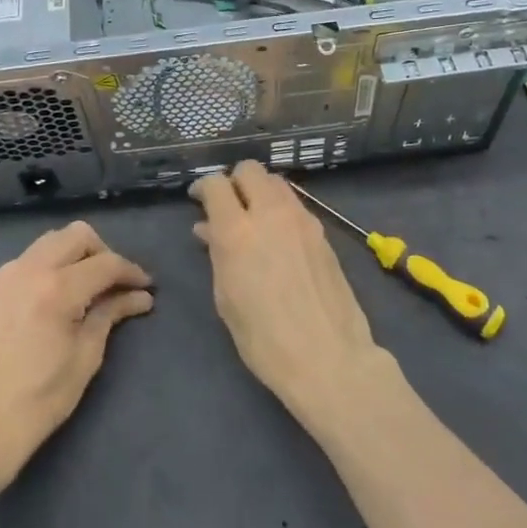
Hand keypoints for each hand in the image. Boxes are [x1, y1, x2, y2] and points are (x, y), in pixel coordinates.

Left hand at [0, 221, 152, 492]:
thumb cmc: (38, 401)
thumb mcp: (85, 357)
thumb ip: (110, 315)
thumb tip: (139, 297)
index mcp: (55, 288)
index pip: (105, 263)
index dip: (131, 272)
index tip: (147, 287)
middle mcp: (28, 269)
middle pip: (76, 235)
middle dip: (103, 253)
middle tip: (116, 284)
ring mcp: (4, 275)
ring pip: (50, 242)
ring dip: (75, 256)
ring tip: (90, 289)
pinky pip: (29, 260)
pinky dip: (51, 266)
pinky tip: (59, 297)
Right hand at [189, 162, 390, 431]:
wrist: (329, 357)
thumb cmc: (264, 339)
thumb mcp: (227, 298)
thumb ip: (217, 254)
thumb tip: (208, 229)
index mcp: (237, 231)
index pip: (216, 184)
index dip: (203, 187)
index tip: (197, 200)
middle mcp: (270, 213)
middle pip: (250, 169)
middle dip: (234, 181)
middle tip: (227, 206)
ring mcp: (301, 219)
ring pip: (276, 181)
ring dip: (260, 190)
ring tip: (253, 218)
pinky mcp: (322, 231)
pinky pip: (295, 204)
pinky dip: (280, 208)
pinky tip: (278, 235)